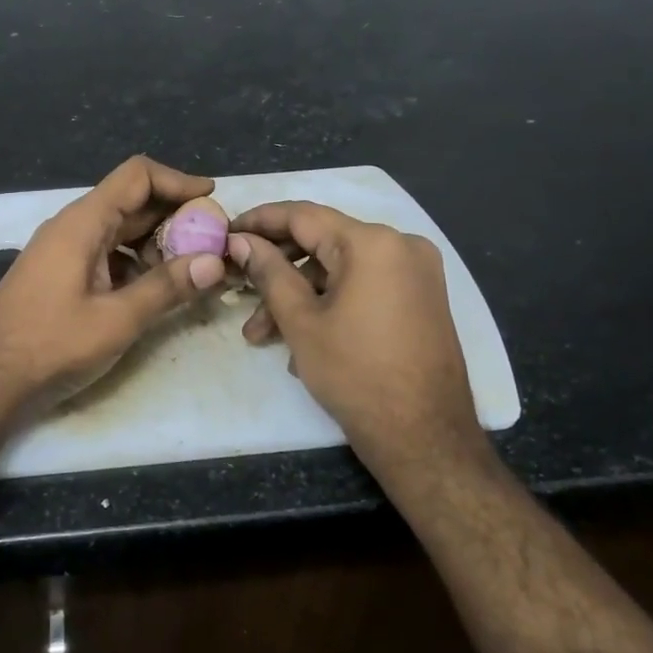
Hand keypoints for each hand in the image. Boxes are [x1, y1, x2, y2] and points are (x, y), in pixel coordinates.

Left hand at [0, 156, 226, 410]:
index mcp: (83, 223)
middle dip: (174, 217)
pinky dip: (135, 263)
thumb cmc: (51, 345)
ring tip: (192, 269)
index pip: (136, 176)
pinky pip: (106, 254)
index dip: (177, 180)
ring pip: (120, 230)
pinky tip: (156, 289)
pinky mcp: (61, 274)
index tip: (212, 198)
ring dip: (157, 243)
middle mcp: (73, 227)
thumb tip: (215, 262)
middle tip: (213, 241)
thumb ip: (166, 288)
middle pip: (131, 202)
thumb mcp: (116, 320)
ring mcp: (64, 251)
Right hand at [226, 202, 483, 460]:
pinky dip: (330, 303)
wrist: (425, 437)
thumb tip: (241, 241)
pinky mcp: (421, 298)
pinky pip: (364, 285)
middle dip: (276, 269)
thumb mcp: (301, 321)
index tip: (227, 232)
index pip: (303, 215)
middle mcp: (401, 245)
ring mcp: (416, 272)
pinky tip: (301, 340)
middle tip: (238, 291)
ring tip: (262, 336)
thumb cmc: (355, 375)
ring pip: (340, 270)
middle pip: (322, 243)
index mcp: (372, 243)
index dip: (259, 221)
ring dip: (299, 295)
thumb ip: (268, 272)